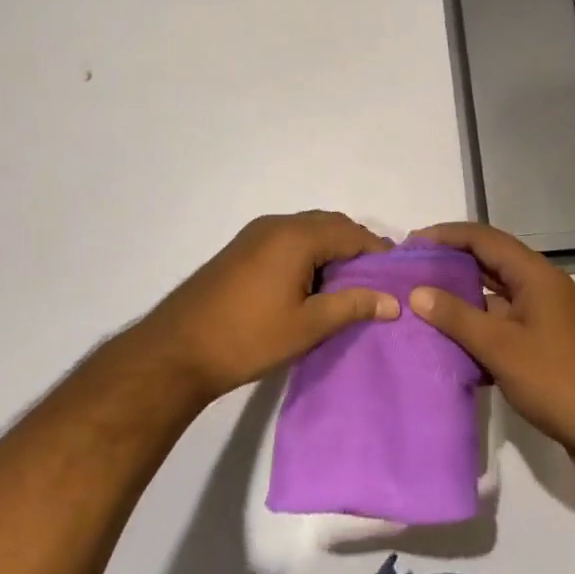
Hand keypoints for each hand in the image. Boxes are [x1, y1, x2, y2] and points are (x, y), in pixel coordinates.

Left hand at [135, 211, 397, 407]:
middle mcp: (277, 224)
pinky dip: (308, 252)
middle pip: (330, 225)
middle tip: (375, 281)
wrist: (178, 349)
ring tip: (347, 286)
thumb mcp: (307, 326)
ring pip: (308, 230)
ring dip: (331, 249)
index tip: (396, 277)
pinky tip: (312, 284)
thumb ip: (352, 306)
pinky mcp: (242, 248)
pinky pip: (288, 239)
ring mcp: (256, 233)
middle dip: (356, 247)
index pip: (351, 232)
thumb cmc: (248, 337)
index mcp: (297, 236)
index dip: (377, 252)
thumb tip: (393, 301)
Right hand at [410, 221, 574, 466]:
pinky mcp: (547, 345)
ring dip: (462, 300)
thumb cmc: (558, 379)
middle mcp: (541, 287)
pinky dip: (479, 329)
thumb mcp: (501, 347)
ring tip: (422, 307)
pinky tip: (451, 346)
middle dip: (450, 264)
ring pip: (496, 297)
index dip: (446, 235)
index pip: (484, 238)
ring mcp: (546, 317)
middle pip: (490, 262)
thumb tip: (417, 292)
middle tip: (411, 273)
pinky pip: (505, 324)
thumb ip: (457, 317)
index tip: (411, 244)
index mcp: (535, 275)